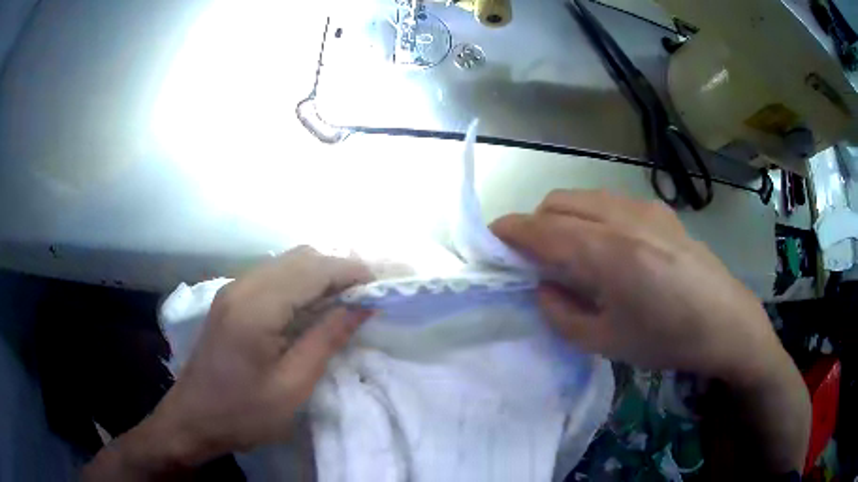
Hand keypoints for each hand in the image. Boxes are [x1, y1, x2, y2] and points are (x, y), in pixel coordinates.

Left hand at [83, 247, 372, 479]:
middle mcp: (243, 286)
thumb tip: (361, 307)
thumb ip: (326, 339)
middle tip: (368, 296)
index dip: (352, 272)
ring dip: (321, 275)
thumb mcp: (292, 386)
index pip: (313, 270)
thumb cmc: (242, 413)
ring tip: (347, 302)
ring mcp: (233, 290)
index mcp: (256, 307)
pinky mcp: (231, 300)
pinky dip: (301, 284)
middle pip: (301, 257)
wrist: (192, 419)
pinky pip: (274, 277)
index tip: (383, 286)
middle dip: (339, 270)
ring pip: (287, 263)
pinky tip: (313, 308)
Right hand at [491, 190, 785, 386]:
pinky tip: (606, 245)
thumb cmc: (666, 340)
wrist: (725, 322)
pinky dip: (591, 215)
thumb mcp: (606, 342)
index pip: (543, 229)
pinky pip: (610, 201)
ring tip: (569, 249)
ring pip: (585, 196)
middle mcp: (622, 218)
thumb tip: (542, 288)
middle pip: (559, 201)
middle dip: (535, 222)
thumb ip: (562, 313)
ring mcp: (644, 209)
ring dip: (564, 216)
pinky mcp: (660, 212)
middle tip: (533, 255)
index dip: (510, 230)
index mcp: (607, 254)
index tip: (491, 238)